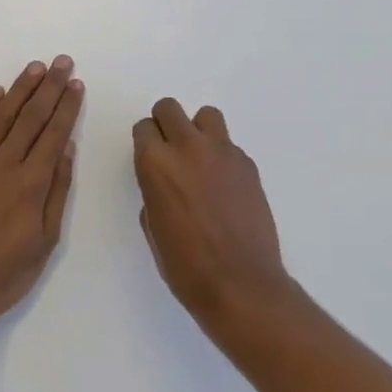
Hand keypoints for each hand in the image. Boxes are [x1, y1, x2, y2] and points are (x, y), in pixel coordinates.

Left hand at [0, 56, 83, 345]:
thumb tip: (66, 150)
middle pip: (30, 117)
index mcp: (30, 184)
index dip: (67, 106)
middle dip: (49, 87)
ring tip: (36, 68)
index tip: (77, 84)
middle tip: (62, 62)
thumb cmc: (4, 276)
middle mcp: (3, 166)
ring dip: (20, 89)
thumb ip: (57, 193)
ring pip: (1, 116)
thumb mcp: (45, 243)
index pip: (54, 133)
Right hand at [132, 98, 292, 328]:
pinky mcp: (248, 164)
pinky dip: (222, 158)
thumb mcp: (153, 227)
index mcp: (155, 163)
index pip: (143, 128)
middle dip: (166, 124)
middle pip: (170, 109)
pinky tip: (225, 188)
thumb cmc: (186, 265)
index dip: (145, 142)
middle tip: (172, 151)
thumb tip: (165, 184)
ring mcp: (222, 152)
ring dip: (198, 131)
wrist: (240, 283)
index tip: (150, 159)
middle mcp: (187, 147)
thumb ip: (155, 192)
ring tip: (202, 160)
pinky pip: (229, 146)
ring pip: (206, 116)